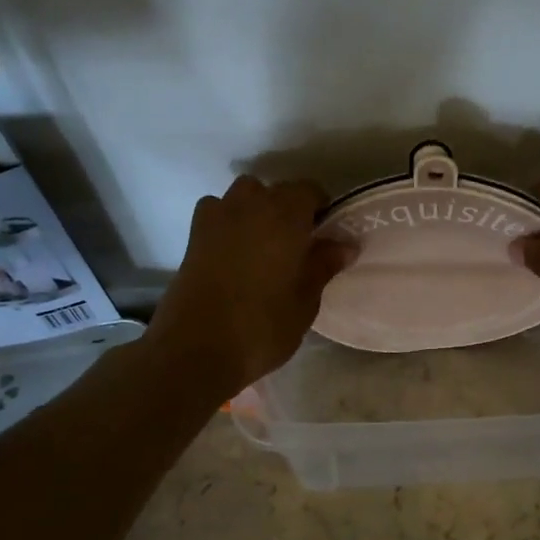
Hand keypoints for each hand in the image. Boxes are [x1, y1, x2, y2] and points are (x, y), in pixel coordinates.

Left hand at [148, 175, 350, 401]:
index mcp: (285, 215)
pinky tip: (232, 247)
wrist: (195, 349)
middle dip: (290, 209)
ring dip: (257, 207)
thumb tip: (345, 244)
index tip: (325, 235)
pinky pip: (216, 210)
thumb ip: (323, 266)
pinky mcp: (194, 235)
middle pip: (276, 190)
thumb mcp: (305, 301)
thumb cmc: (262, 327)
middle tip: (298, 244)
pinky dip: (227, 219)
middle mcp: (251, 205)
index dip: (320, 209)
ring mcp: (218, 217)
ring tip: (264, 242)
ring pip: (244, 194)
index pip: (309, 190)